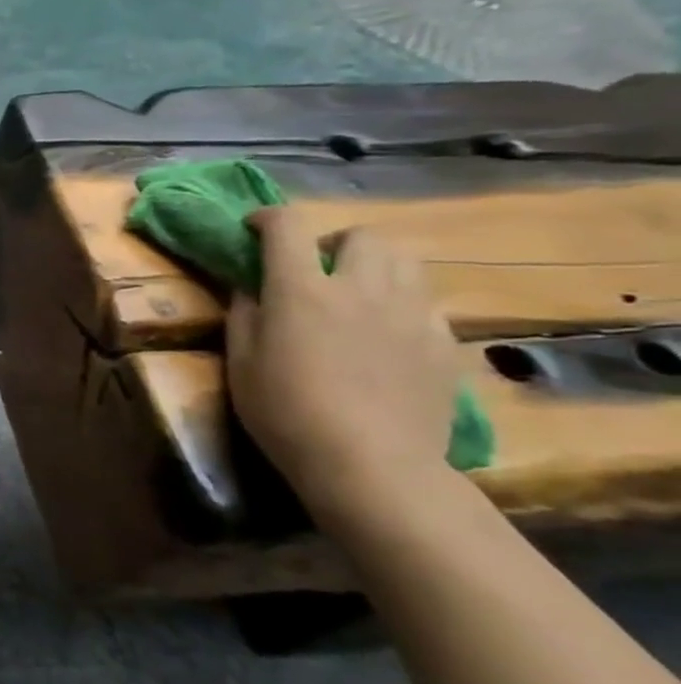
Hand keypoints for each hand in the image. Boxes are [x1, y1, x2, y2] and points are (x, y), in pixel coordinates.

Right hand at [226, 208, 459, 525]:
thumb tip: (250, 285)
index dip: (268, 218)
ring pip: (404, 260)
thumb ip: (245, 312)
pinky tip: (386, 336)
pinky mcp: (443, 343)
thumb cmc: (286, 413)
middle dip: (334, 242)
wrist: (371, 466)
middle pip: (361, 234)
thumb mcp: (241, 362)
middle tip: (316, 270)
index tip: (254, 230)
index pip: (288, 226)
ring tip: (356, 295)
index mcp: (301, 289)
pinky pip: (425, 303)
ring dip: (375, 266)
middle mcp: (360, 287)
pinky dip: (401, 304)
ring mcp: (410, 313)